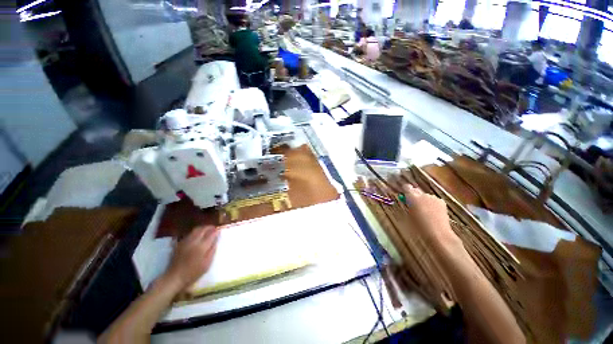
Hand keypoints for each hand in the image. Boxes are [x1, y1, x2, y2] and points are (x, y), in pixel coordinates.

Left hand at [163, 225, 219, 291]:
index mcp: (202, 246)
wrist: (174, 278)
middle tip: (214, 228)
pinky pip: (189, 234)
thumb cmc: (193, 273)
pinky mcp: (180, 244)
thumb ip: (212, 250)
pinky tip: (197, 235)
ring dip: (202, 228)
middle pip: (203, 229)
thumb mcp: (207, 263)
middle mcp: (193, 241)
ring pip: (195, 230)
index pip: (211, 234)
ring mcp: (185, 242)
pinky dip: (195, 232)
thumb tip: (216, 240)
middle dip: (209, 227)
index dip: (216, 231)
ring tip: (207, 230)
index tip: (220, 230)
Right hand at [402, 184, 461, 249]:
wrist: (437, 232)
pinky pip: (433, 200)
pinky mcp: (441, 201)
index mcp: (412, 197)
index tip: (404, 195)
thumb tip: (408, 201)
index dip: (405, 190)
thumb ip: (409, 205)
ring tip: (425, 211)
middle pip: (416, 191)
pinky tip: (433, 212)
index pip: (406, 187)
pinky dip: (432, 204)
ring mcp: (433, 197)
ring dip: (424, 200)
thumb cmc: (420, 226)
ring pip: (425, 196)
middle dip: (414, 196)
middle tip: (414, 204)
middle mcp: (423, 195)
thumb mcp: (410, 215)